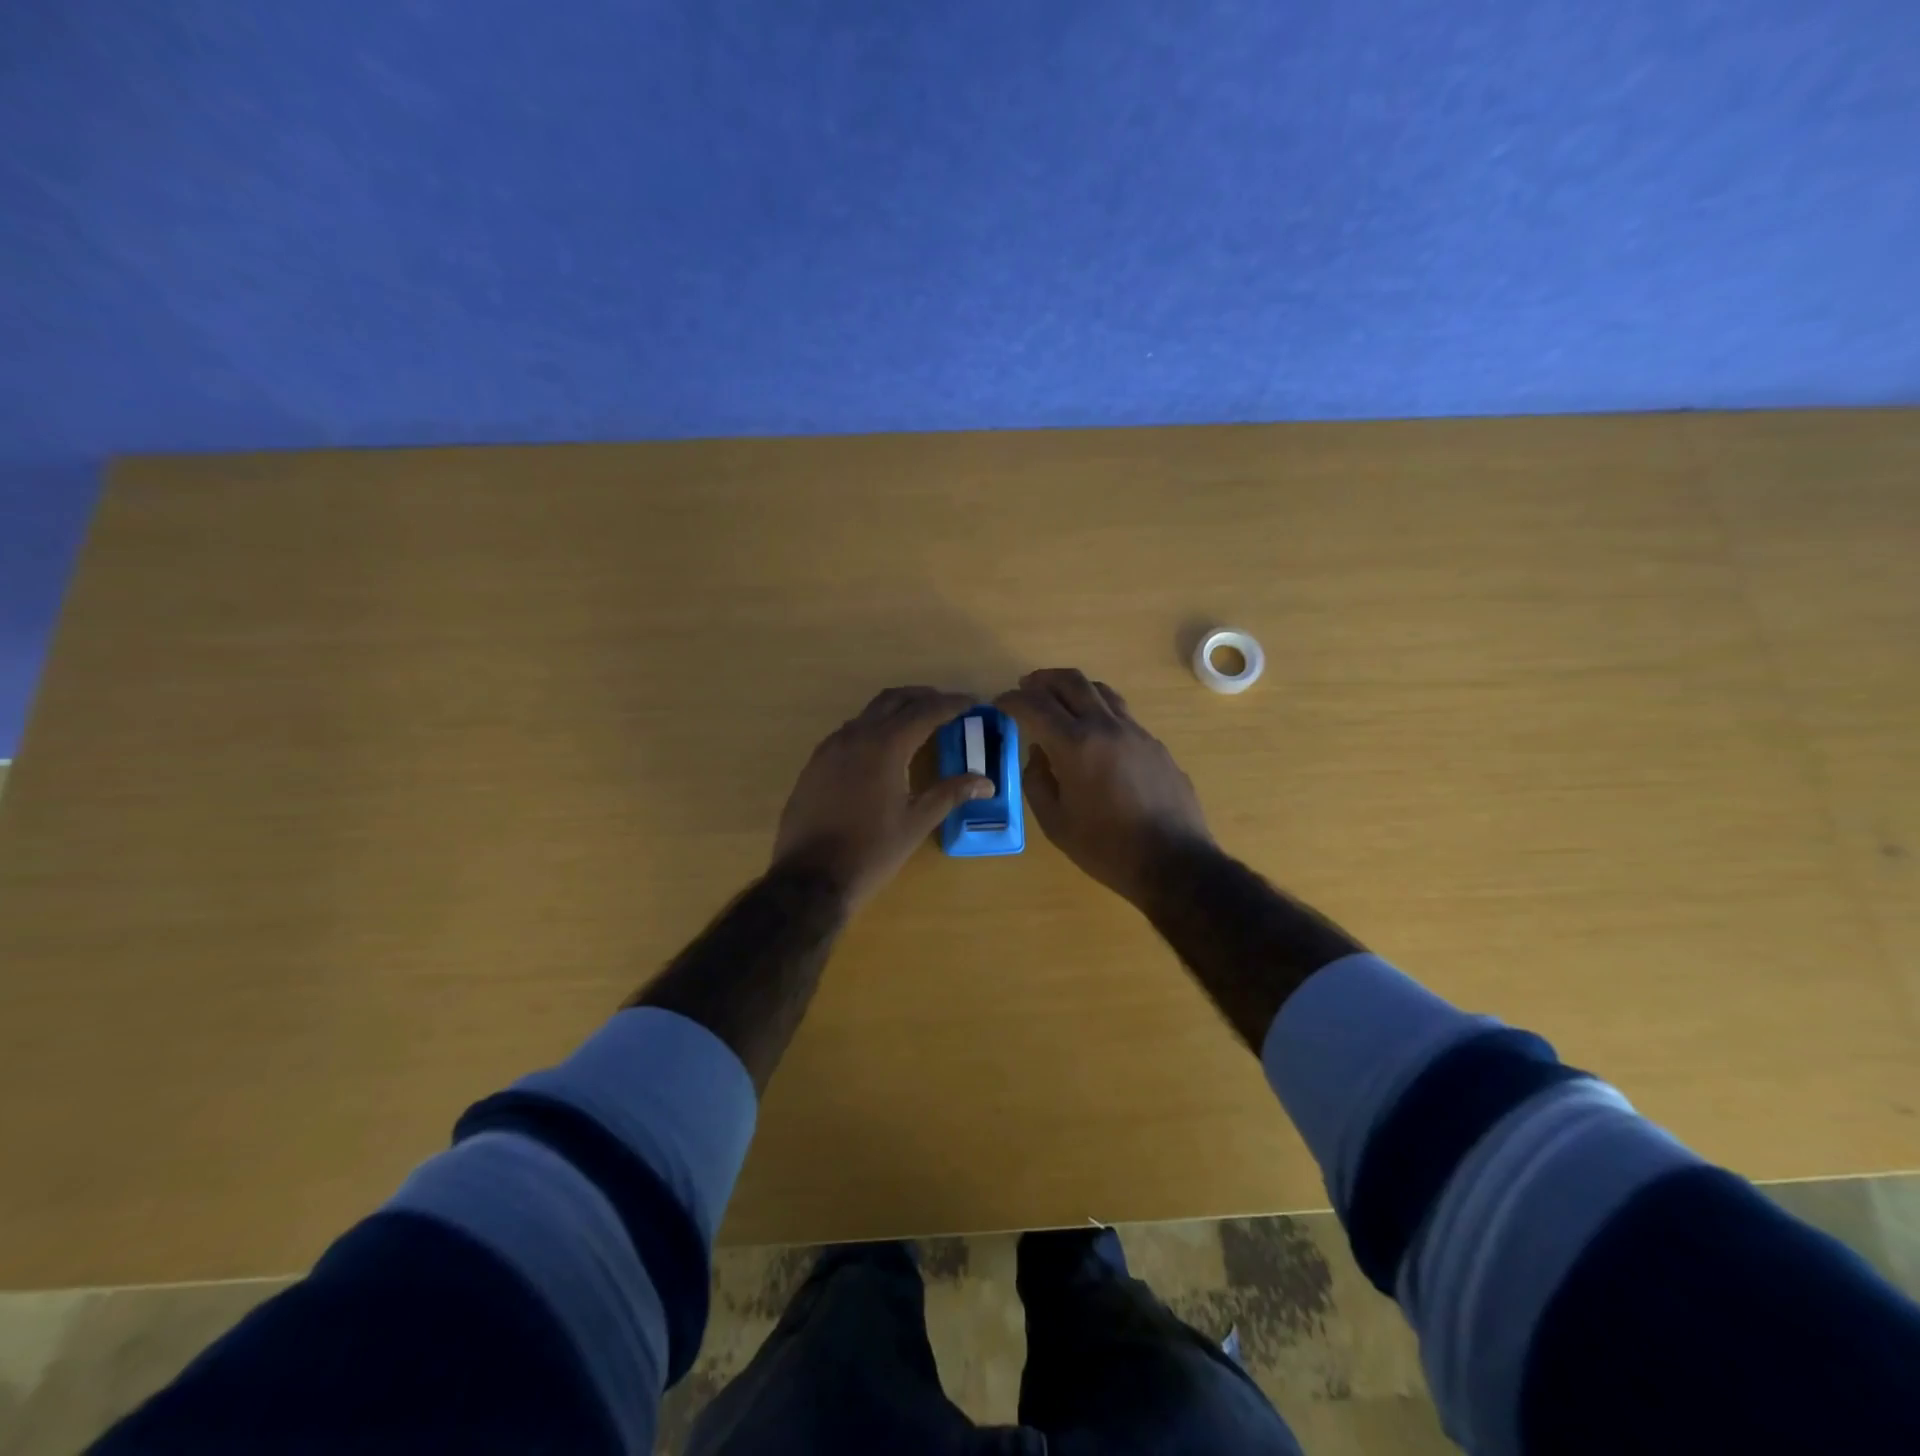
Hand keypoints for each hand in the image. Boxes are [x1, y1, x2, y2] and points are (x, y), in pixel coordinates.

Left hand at [773, 686, 993, 909]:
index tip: (973, 702)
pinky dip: (873, 728)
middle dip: (923, 697)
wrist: (810, 877)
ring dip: (896, 710)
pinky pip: (849, 732)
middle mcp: (855, 736)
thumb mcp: (916, 822)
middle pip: (894, 700)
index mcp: (885, 746)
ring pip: (868, 713)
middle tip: (948, 706)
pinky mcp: (815, 763)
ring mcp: (830, 748)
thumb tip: (986, 782)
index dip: (952, 704)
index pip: (925, 711)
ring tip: (919, 724)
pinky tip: (883, 750)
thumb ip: (950, 794)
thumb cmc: (871, 851)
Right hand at [995, 669, 1212, 905]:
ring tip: (1059, 700)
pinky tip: (1094, 733)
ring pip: (1101, 691)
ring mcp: (1136, 732)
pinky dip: (1098, 711)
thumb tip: (1037, 753)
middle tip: (1026, 687)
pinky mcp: (1155, 744)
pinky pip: (1121, 714)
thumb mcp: (1055, 823)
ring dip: (1074, 688)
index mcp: (1075, 745)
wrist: (1174, 862)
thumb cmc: (1106, 848)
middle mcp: (1106, 726)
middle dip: (1042, 680)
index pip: (1035, 706)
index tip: (999, 703)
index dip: (1012, 700)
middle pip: (1071, 682)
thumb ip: (1037, 781)